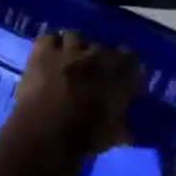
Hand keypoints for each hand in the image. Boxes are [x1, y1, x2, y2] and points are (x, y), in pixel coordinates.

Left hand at [9, 32, 139, 156]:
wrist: (43, 133)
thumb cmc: (83, 138)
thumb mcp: (112, 136)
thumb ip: (123, 128)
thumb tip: (129, 130)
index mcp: (119, 76)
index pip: (132, 62)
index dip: (130, 68)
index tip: (127, 77)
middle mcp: (97, 58)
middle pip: (105, 48)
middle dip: (103, 57)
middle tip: (97, 70)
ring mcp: (69, 52)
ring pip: (77, 37)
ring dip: (77, 46)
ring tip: (73, 58)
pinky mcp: (42, 53)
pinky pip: (49, 39)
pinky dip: (51, 45)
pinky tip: (51, 55)